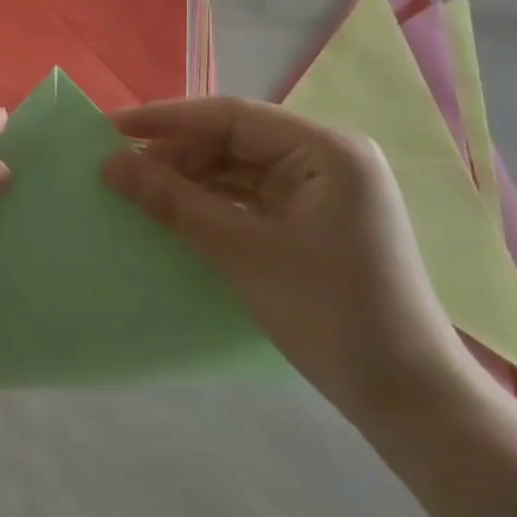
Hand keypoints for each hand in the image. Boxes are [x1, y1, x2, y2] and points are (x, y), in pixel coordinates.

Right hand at [102, 98, 471, 424]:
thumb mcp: (241, 251)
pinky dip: (212, 203)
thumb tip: (108, 163)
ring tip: (139, 191)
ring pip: (239, 168)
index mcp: (325, 149)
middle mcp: (327, 158)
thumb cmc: (330, 313)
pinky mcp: (315, 221)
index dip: (166, 119)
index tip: (110, 129)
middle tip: (120, 169)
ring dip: (190, 179)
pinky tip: (176, 213)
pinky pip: (250, 196)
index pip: (231, 115)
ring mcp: (323, 190)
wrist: (408, 401)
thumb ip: (172, 201)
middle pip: (234, 139)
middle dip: (177, 153)